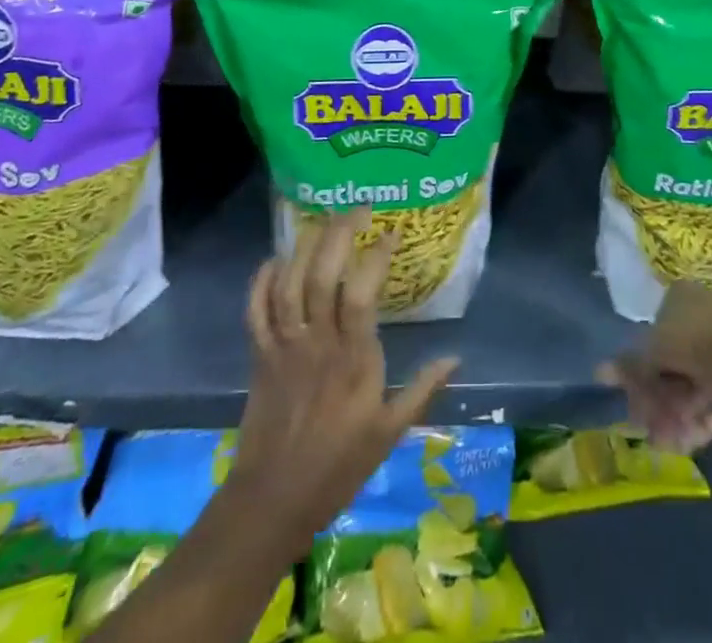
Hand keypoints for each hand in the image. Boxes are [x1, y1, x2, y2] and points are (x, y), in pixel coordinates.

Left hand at [230, 210, 460, 540]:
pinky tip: (275, 260)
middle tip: (357, 209)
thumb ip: (422, 391)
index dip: (375, 256)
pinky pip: (255, 310)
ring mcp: (284, 347)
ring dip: (304, 248)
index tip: (392, 231)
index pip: (361, 293)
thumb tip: (455, 357)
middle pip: (322, 276)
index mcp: (353, 360)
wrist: (271, 502)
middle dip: (338, 235)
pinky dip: (261, 281)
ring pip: (288, 285)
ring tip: (323, 222)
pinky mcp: (259, 356)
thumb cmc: (337, 467)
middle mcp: (317, 344)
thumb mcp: (389, 433)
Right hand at [598, 281, 711, 453]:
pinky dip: (701, 422)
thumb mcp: (655, 349)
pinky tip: (690, 444)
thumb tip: (599, 372)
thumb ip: (630, 364)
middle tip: (649, 432)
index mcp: (679, 299)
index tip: (634, 403)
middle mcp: (701, 318)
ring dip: (676, 418)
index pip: (652, 336)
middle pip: (671, 366)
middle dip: (658, 402)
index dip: (639, 372)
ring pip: (692, 387)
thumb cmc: (698, 339)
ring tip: (669, 445)